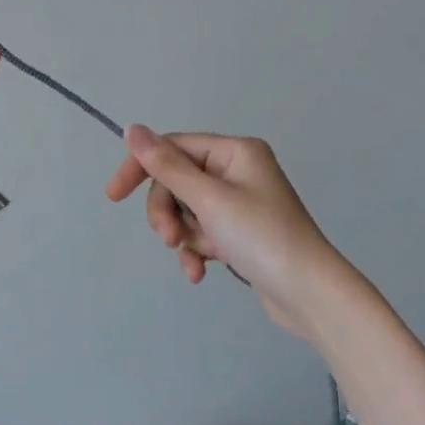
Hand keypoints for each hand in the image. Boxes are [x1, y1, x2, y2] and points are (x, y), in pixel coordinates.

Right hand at [105, 126, 347, 340]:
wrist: (310, 295)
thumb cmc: (261, 237)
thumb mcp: (208, 199)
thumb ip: (166, 165)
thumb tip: (131, 129)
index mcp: (234, 151)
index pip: (173, 147)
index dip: (141, 168)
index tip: (114, 196)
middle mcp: (237, 170)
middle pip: (177, 181)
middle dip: (168, 212)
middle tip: (169, 238)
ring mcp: (240, 203)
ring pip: (186, 210)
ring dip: (183, 235)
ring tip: (194, 260)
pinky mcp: (241, 233)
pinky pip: (203, 232)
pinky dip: (197, 249)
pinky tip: (199, 273)